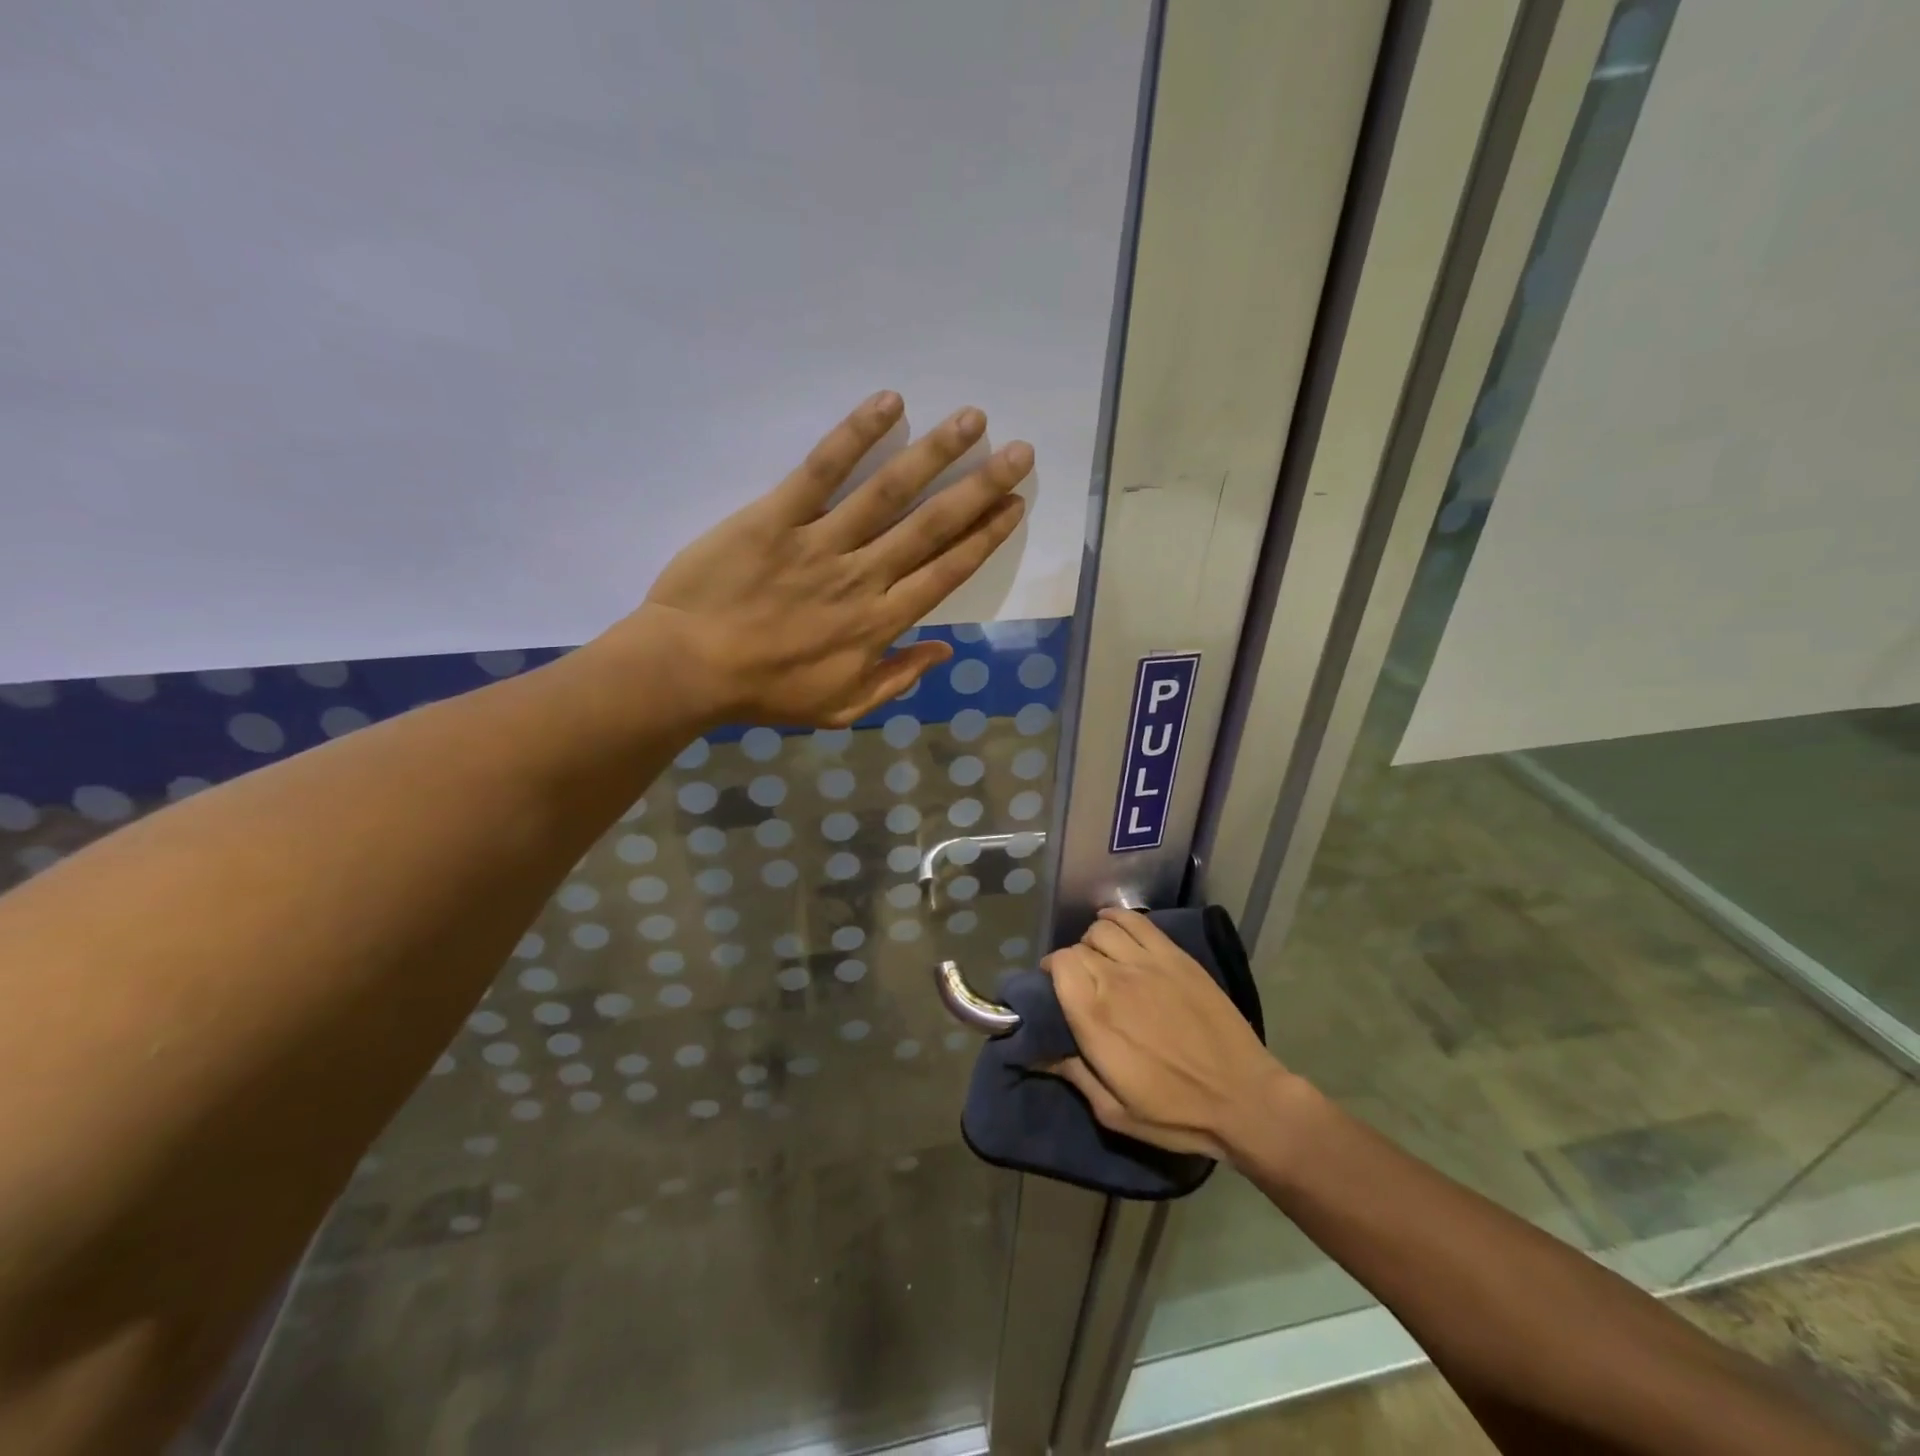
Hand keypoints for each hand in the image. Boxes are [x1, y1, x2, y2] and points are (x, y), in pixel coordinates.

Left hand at [623, 391, 1029, 726]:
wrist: (689, 669)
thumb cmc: (765, 692)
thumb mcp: (841, 708)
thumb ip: (896, 680)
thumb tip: (944, 650)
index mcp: (880, 624)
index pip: (946, 573)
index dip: (985, 538)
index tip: (1014, 506)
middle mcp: (863, 578)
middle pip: (932, 527)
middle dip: (980, 488)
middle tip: (1019, 452)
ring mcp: (821, 544)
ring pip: (889, 493)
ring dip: (935, 454)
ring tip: (973, 420)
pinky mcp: (776, 517)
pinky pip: (821, 471)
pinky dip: (855, 436)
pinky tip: (890, 404)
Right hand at [1043, 909, 1287, 1160]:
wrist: (1244, 1100)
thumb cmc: (1176, 1113)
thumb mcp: (1114, 1112)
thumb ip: (1073, 1075)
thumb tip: (1037, 1053)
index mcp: (1095, 1019)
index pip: (1060, 966)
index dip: (1053, 972)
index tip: (1055, 988)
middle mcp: (1116, 981)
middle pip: (1079, 948)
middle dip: (1072, 961)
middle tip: (1080, 982)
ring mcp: (1149, 964)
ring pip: (1103, 929)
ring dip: (1093, 941)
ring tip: (1100, 958)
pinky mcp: (1177, 957)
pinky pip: (1137, 922)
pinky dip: (1119, 918)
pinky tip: (1115, 927)